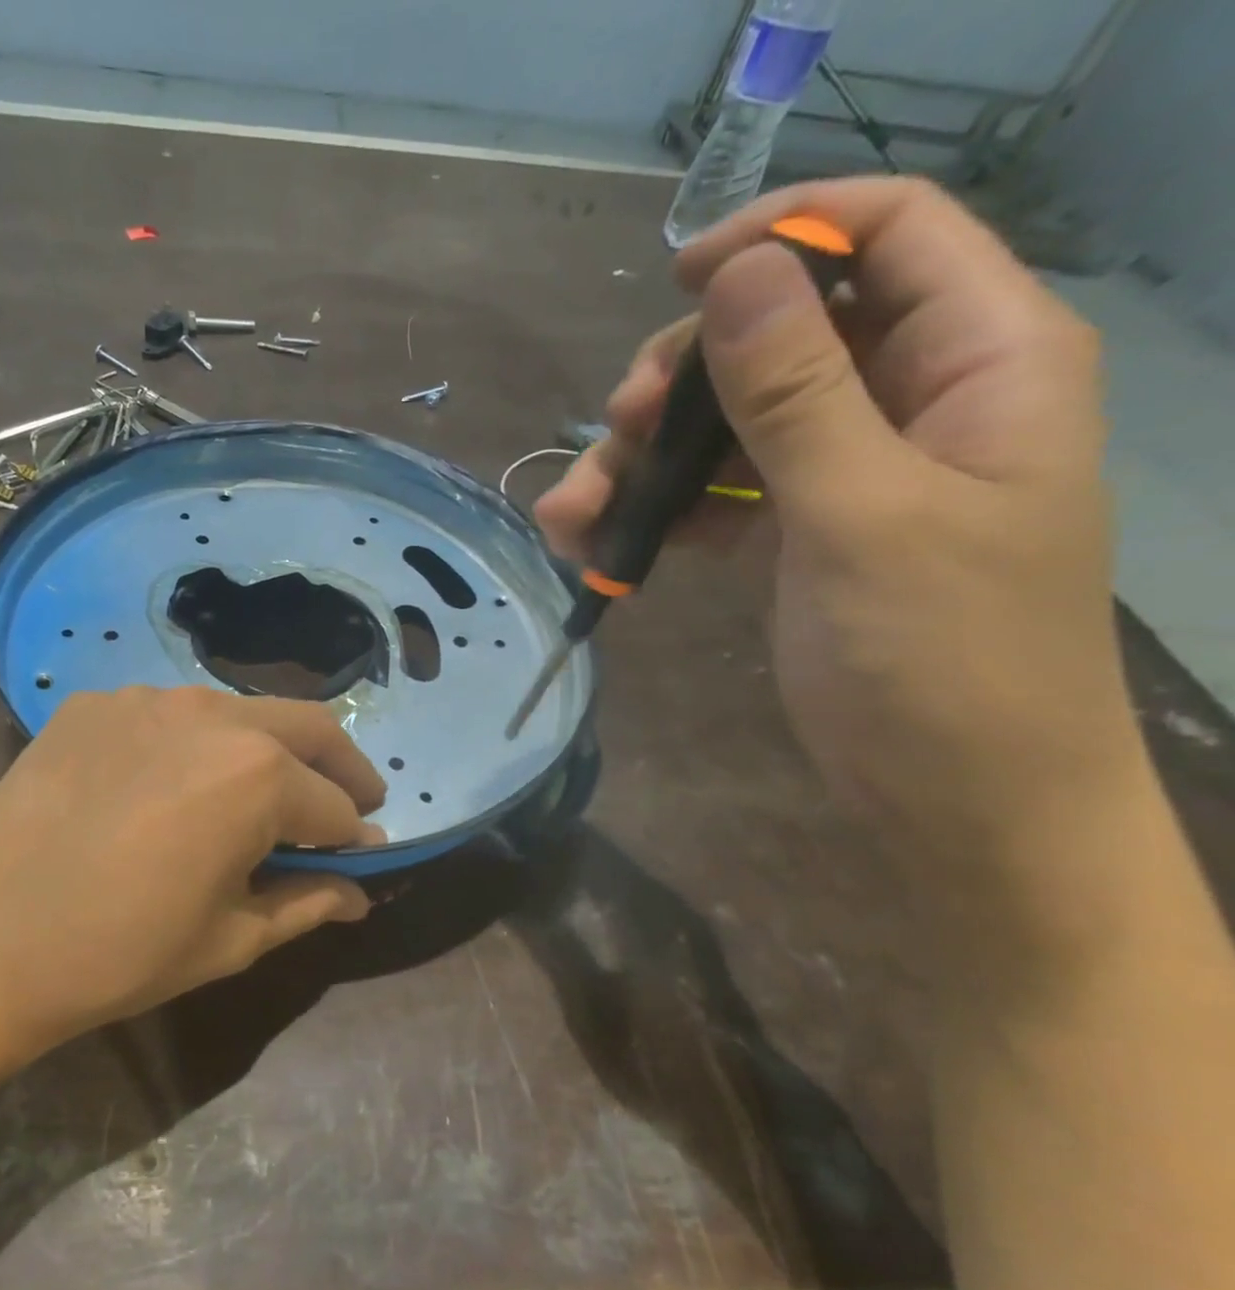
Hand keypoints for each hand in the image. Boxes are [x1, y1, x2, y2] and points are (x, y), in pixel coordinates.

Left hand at [0, 687, 386, 1085]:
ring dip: (270, 749)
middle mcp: (212, 715)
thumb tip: (361, 891)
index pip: (335, 804)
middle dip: (342, 767)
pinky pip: (171, 714)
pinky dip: (198, 744)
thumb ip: (307, 903)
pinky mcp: (95, 703)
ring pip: (241, 712)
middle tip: (350, 803)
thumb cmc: (120, 954)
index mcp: (257, 776)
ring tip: (258, 794)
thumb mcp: (230, 940)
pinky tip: (172, 785)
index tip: (361, 858)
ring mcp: (148, 699)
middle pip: (309, 727)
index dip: (355, 837)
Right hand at [537, 178, 1141, 856]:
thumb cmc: (940, 658)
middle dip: (685, 376)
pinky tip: (598, 543)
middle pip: (783, 334)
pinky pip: (717, 497)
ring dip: (645, 459)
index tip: (677, 282)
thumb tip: (740, 274)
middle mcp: (913, 400)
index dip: (784, 233)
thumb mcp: (863, 515)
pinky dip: (657, 513)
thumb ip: (799, 393)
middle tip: (618, 429)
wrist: (957, 796)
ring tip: (573, 512)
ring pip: (731, 424)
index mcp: (977, 361)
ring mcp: (849, 472)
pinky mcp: (800, 535)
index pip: (890, 234)